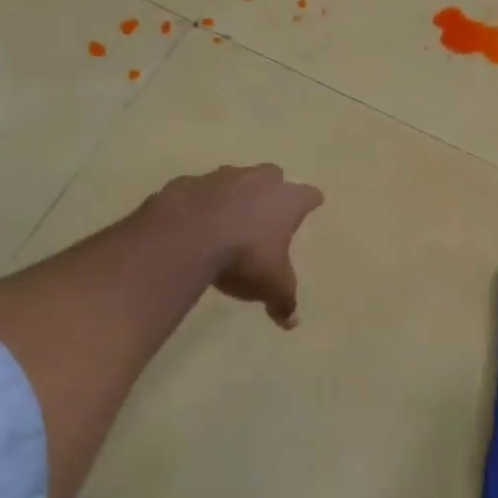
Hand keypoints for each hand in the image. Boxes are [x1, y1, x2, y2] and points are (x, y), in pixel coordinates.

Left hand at [158, 164, 324, 328]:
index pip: (309, 195)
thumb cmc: (245, 257)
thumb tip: (291, 322)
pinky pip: (198, 190)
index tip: (312, 205)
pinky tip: (192, 223)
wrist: (186, 237)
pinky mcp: (187, 182)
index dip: (310, 202)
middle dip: (271, 189)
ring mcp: (221, 177)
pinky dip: (199, 203)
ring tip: (225, 220)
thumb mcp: (271, 286)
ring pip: (234, 178)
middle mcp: (258, 180)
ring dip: (233, 194)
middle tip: (266, 212)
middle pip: (272, 175)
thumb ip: (283, 301)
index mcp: (286, 200)